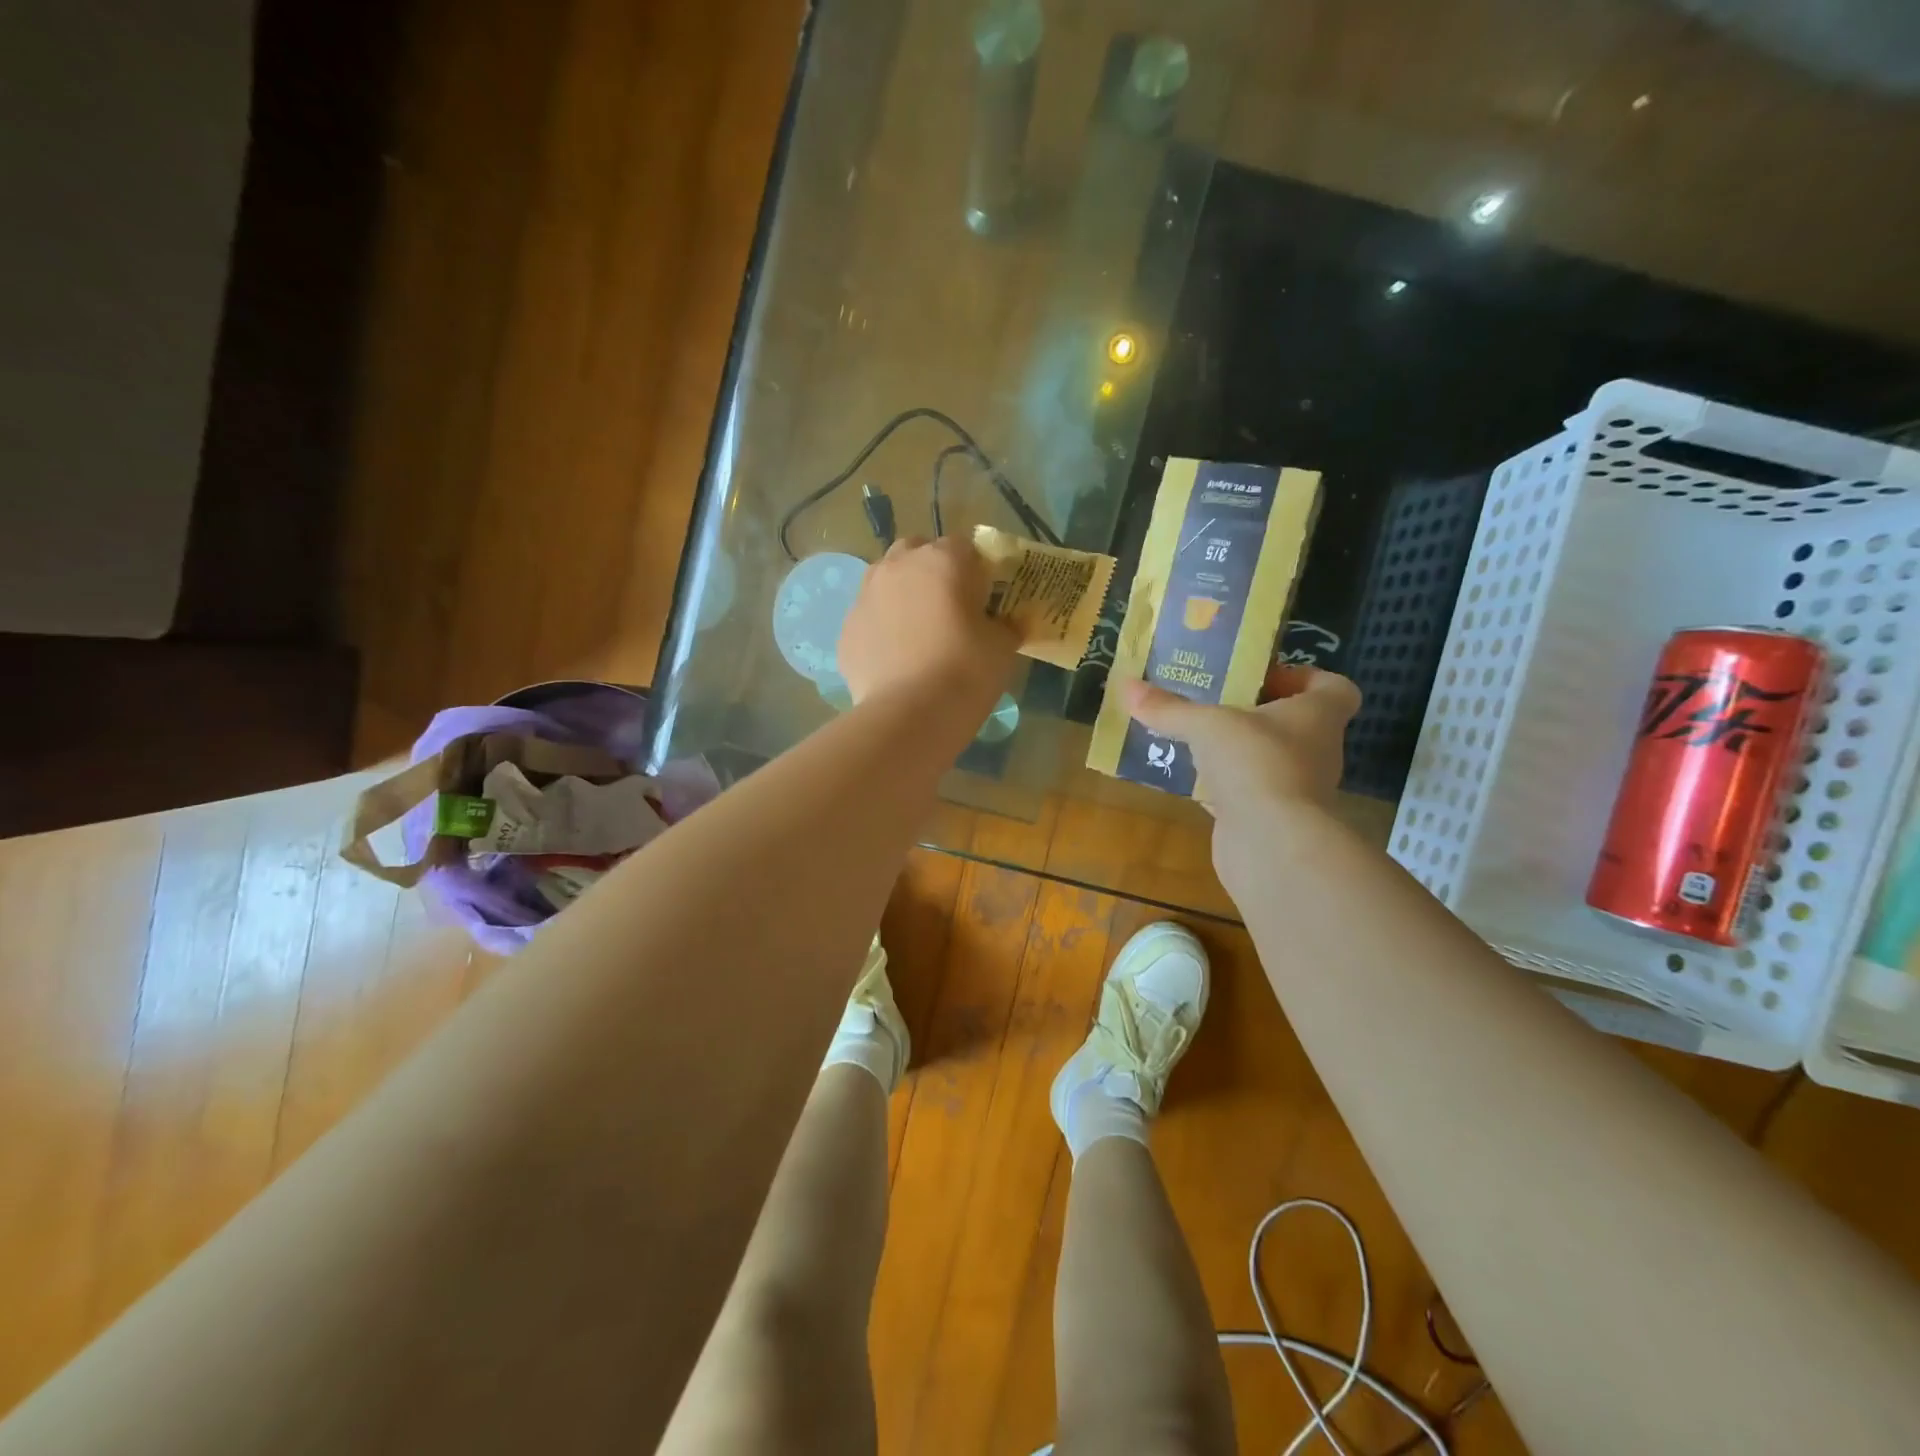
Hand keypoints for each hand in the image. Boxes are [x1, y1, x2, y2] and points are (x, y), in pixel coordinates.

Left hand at [839, 536, 1017, 706]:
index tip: (983, 597)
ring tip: (917, 631)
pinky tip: (895, 658)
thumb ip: (1004, 624)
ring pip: (885, 580)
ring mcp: (865, 596)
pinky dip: (881, 629)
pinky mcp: (846, 629)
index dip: (975, 568)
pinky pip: (869, 618)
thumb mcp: (1003, 646)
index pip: (963, 546)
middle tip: (948, 607)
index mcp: (942, 560)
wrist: (909, 715)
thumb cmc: (965, 672)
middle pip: (916, 552)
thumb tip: (1003, 623)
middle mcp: (897, 566)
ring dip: (902, 594)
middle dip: (931, 571)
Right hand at [1122, 665, 1360, 819]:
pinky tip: (1189, 779)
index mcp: (1318, 715)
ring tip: (1193, 737)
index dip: (1304, 677)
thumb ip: (1169, 707)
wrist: (1272, 844)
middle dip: (1254, 712)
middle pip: (1293, 722)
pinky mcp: (1270, 818)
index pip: (1334, 688)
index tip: (1263, 677)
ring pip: (1266, 758)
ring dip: (1236, 750)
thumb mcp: (1206, 725)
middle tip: (1212, 701)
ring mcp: (1295, 788)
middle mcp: (1315, 749)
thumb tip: (1127, 685)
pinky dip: (1222, 785)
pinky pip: (1246, 791)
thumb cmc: (1256, 763)